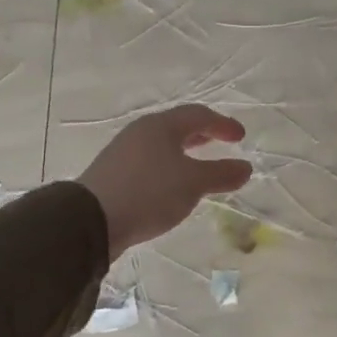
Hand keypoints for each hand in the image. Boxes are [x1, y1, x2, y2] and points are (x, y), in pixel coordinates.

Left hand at [77, 105, 253, 259]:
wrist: (90, 220)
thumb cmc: (149, 192)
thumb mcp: (193, 183)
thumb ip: (221, 174)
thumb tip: (245, 167)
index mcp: (161, 126)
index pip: (198, 115)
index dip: (222, 124)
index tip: (240, 137)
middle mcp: (141, 133)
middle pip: (177, 127)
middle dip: (202, 134)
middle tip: (220, 142)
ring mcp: (124, 153)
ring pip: (162, 145)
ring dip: (185, 151)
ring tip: (199, 164)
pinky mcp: (114, 174)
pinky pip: (150, 162)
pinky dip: (169, 166)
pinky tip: (173, 185)